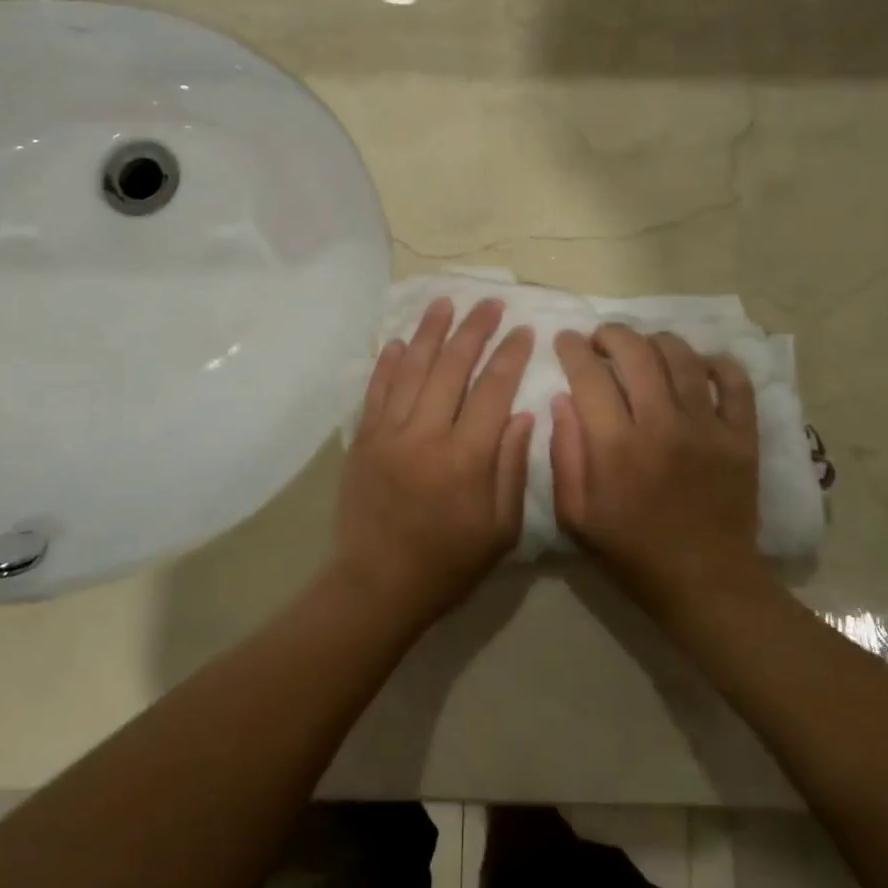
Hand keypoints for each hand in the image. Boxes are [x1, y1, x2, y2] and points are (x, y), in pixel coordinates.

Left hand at [335, 297, 534, 627]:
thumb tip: (522, 415)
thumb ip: (511, 468)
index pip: (493, 390)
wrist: (377, 585)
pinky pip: (376, 391)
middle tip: (489, 302)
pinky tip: (400, 341)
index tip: (524, 330)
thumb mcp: (500, 529)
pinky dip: (388, 363)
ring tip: (445, 302)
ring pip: (412, 369)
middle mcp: (426, 434)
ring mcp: (389, 433)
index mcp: (466, 457)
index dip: (510, 356)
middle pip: (452, 367)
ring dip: (431, 332)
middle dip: (474, 329)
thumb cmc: (449, 563)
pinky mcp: (363, 439)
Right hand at [551, 325, 762, 622]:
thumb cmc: (631, 551)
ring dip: (656, 341)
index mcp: (616, 446)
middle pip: (635, 352)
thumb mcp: (576, 515)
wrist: (705, 582)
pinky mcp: (742, 436)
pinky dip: (717, 363)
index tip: (566, 340)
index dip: (573, 348)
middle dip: (611, 334)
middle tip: (601, 340)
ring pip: (682, 357)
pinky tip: (699, 364)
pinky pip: (735, 382)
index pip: (589, 375)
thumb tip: (562, 399)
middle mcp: (662, 425)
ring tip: (645, 348)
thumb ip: (564, 454)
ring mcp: (707, 428)